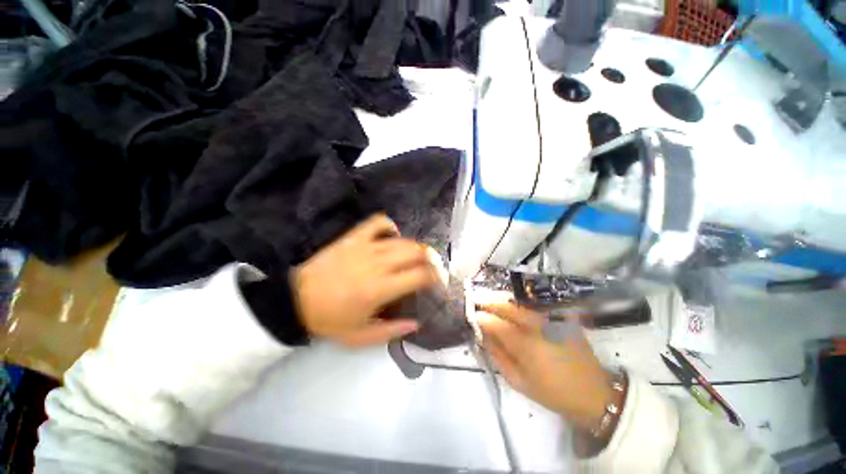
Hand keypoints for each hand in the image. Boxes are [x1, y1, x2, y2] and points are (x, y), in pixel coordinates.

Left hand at [293, 214, 436, 346]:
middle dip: (431, 259)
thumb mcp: (360, 337)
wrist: (296, 299)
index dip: (435, 277)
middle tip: (433, 268)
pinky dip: (391, 227)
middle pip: (416, 252)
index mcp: (380, 289)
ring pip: (403, 240)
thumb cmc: (329, 320)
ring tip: (418, 256)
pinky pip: (378, 223)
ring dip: (416, 247)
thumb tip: (416, 323)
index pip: (419, 276)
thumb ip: (392, 332)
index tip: (438, 282)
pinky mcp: (354, 238)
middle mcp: (377, 264)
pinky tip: (393, 237)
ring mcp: (365, 247)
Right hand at [476, 303, 615, 431]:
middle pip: (506, 304)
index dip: (479, 316)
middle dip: (487, 299)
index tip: (470, 315)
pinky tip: (510, 305)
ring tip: (488, 300)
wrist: (593, 392)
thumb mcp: (517, 380)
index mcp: (526, 344)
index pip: (494, 322)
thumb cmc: (552, 392)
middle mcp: (538, 324)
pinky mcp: (560, 315)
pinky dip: (517, 301)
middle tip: (475, 300)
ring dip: (500, 298)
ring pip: (518, 299)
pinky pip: (533, 303)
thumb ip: (496, 353)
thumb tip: (481, 332)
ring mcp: (551, 317)